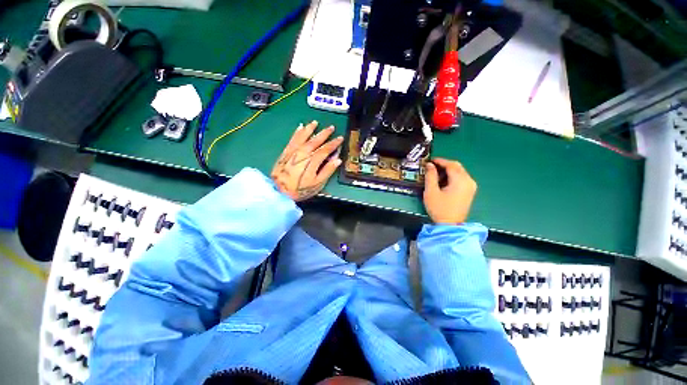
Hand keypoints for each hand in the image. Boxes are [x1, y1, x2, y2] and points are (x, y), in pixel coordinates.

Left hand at [271, 121, 342, 201]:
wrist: (279, 191)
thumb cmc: (300, 189)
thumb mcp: (317, 184)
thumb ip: (327, 171)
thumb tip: (337, 160)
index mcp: (312, 161)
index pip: (326, 149)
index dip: (334, 143)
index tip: (340, 138)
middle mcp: (303, 154)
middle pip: (315, 141)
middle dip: (324, 133)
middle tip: (331, 127)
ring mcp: (293, 152)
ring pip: (303, 137)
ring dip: (310, 129)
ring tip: (315, 122)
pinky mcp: (286, 152)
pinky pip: (292, 139)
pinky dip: (296, 133)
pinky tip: (299, 127)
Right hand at [423, 158, 476, 223]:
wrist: (450, 225)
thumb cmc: (439, 208)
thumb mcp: (431, 191)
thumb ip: (430, 176)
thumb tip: (429, 165)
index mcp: (460, 180)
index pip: (451, 165)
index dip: (440, 161)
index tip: (429, 160)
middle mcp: (469, 181)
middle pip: (457, 167)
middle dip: (444, 165)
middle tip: (432, 167)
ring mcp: (471, 187)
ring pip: (460, 172)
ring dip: (448, 171)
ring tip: (435, 175)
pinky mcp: (470, 192)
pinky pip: (461, 179)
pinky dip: (452, 177)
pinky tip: (443, 182)